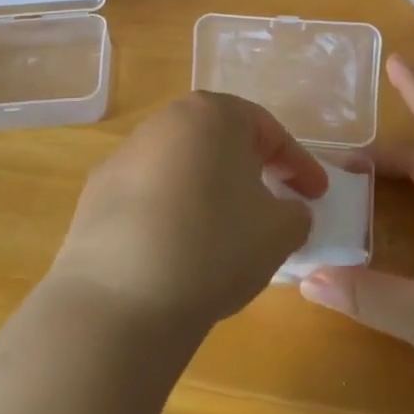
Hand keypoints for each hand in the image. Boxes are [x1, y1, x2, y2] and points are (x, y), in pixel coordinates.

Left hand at [49, 92, 326, 333]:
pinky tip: (178, 250)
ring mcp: (124, 155)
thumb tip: (287, 213)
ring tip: (225, 231)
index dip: (300, 165)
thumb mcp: (281, 231)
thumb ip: (297, 213)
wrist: (120, 299)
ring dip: (210, 190)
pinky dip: (172, 212)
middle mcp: (165, 122)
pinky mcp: (95, 193)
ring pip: (183, 166)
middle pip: (221, 141)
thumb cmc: (215, 246)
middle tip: (273, 203)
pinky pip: (150, 195)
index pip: (269, 131)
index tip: (318, 196)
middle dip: (252, 169)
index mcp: (213, 114)